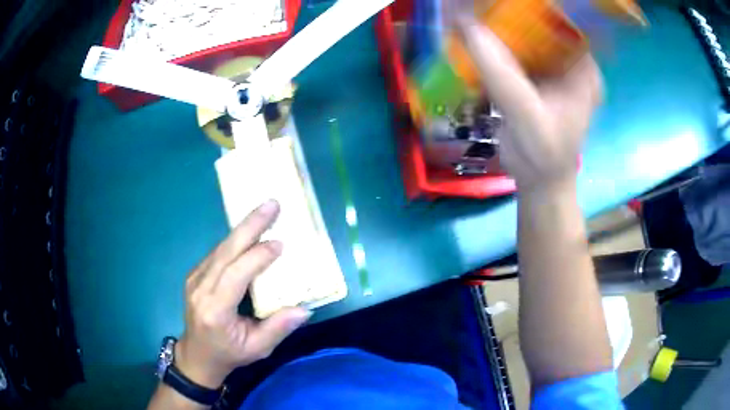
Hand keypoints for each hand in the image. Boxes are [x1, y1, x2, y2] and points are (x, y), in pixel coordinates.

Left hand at [175, 200, 310, 388]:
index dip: (257, 257)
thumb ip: (278, 329)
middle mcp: (200, 289)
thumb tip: (304, 309)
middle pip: (225, 251)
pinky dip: (235, 239)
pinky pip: (217, 252)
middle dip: (249, 226)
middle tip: (271, 205)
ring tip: (264, 211)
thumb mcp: (257, 349)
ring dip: (243, 228)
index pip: (235, 275)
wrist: (197, 354)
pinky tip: (250, 230)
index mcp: (215, 310)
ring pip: (220, 247)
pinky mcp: (195, 274)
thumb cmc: (229, 353)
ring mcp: (194, 278)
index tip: (280, 243)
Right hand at [456, 16, 602, 191]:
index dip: (537, 5)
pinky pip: (515, 48)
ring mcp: (552, 67)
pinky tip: (475, 33)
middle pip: (543, 23)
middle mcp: (570, 62)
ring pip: (527, 33)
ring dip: (500, 23)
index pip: (564, 21)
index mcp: (583, 68)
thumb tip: (464, 22)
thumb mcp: (527, 115)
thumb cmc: (544, 156)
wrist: (538, 183)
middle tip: (482, 2)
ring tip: (474, 10)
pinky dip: (495, 41)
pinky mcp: (535, 74)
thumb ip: (499, 72)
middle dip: (512, 11)